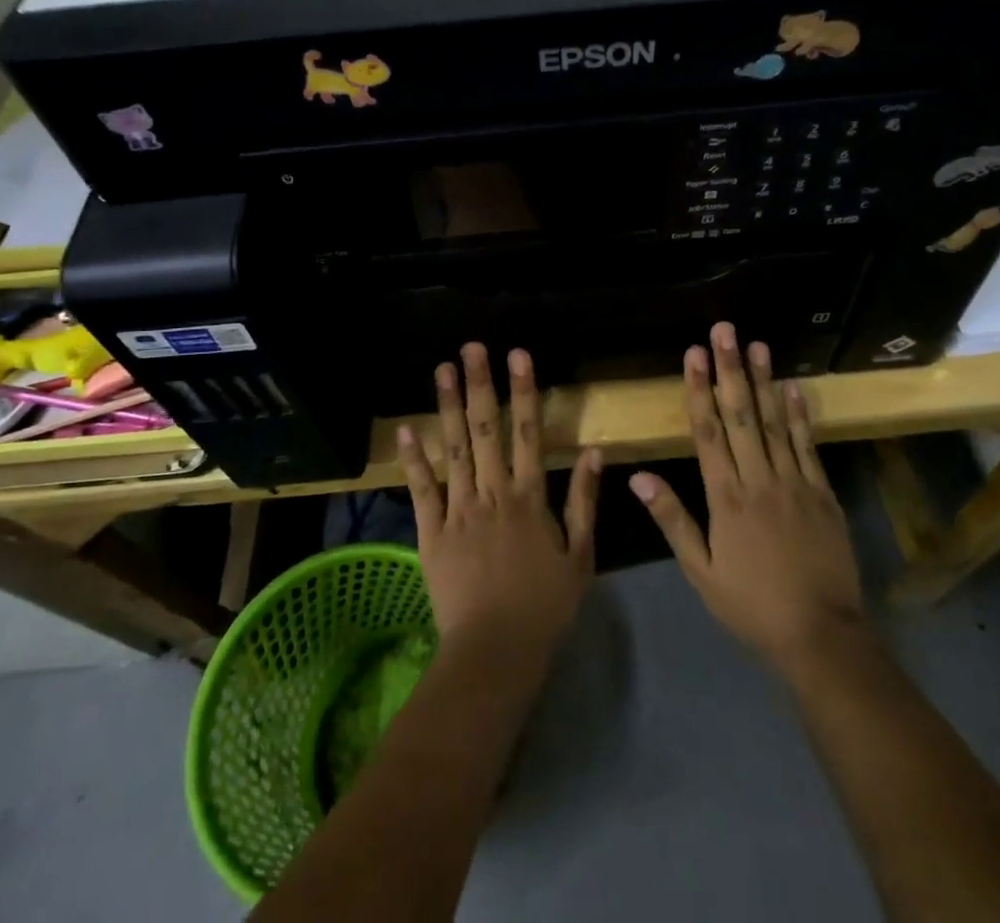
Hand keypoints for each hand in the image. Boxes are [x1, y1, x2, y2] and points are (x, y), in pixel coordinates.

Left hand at [398, 344, 602, 659]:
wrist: (496, 651)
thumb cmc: (545, 606)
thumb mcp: (580, 555)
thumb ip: (584, 501)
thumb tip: (595, 452)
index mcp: (529, 497)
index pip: (527, 433)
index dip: (524, 391)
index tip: (518, 355)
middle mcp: (492, 493)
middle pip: (486, 430)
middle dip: (480, 385)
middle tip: (472, 348)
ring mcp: (458, 510)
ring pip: (454, 449)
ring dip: (447, 407)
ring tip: (441, 369)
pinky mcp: (431, 532)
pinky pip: (421, 490)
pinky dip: (413, 460)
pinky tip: (404, 429)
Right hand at [631, 322, 864, 673]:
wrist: (821, 635)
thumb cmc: (751, 605)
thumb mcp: (701, 571)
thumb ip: (672, 520)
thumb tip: (638, 476)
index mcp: (726, 498)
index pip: (708, 432)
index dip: (698, 390)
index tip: (693, 354)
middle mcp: (759, 480)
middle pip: (741, 416)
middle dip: (730, 370)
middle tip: (724, 331)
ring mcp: (795, 483)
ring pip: (775, 423)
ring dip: (764, 381)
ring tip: (757, 344)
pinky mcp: (823, 493)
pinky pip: (808, 446)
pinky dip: (799, 415)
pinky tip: (792, 387)